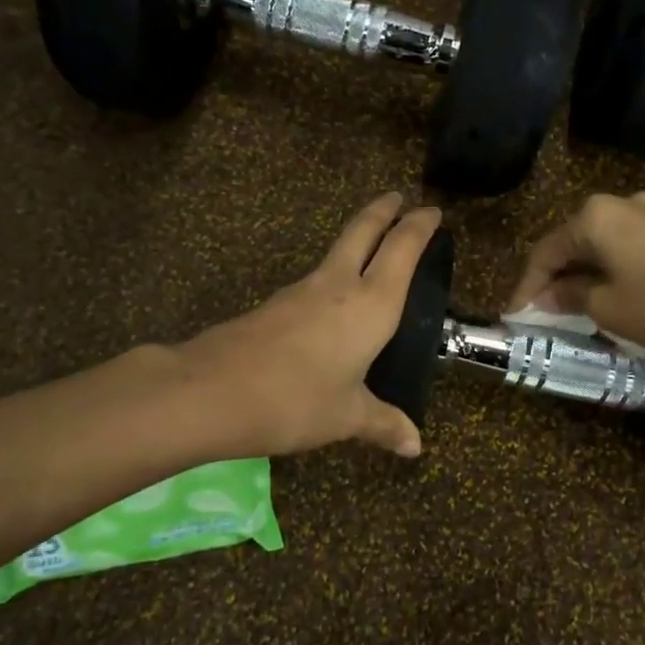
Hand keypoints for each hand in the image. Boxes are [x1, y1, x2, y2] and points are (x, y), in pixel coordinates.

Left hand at [177, 193, 442, 458]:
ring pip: (336, 252)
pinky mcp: (274, 305)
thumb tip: (414, 446)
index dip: (419, 227)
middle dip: (383, 211)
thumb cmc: (297, 400)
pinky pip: (315, 281)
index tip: (432, 211)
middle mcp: (338, 285)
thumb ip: (383, 423)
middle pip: (363, 231)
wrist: (212, 391)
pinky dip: (334, 276)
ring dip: (358, 240)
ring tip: (371, 249)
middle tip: (398, 198)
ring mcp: (301, 291)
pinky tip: (332, 302)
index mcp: (371, 304)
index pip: (402, 250)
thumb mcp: (347, 416)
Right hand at [507, 192, 644, 357]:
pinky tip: (615, 293)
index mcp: (594, 217)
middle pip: (573, 242)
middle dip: (555, 278)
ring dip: (585, 274)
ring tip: (575, 306)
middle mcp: (621, 204)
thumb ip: (571, 297)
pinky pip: (630, 247)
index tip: (515, 316)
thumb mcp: (608, 308)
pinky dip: (613, 270)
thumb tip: (550, 295)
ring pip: (603, 245)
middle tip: (542, 311)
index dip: (526, 287)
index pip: (544, 252)